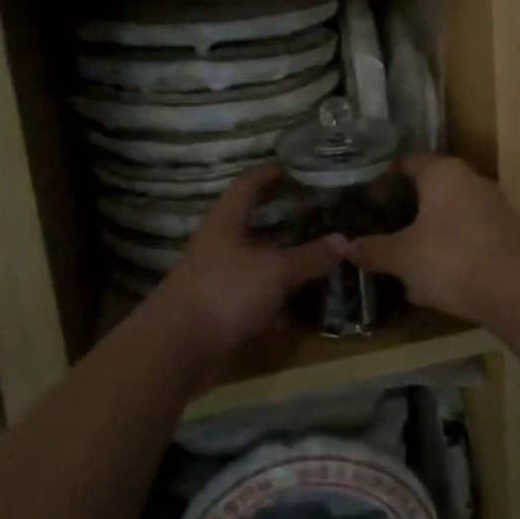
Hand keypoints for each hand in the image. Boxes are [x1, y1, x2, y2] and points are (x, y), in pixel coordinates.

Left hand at [142, 166, 343, 390]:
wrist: (176, 351)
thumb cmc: (224, 292)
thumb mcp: (275, 270)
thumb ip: (310, 256)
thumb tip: (344, 241)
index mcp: (226, 222)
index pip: (248, 184)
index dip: (270, 173)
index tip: (296, 167)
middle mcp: (221, 246)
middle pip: (256, 225)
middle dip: (288, 221)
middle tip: (322, 215)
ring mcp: (220, 280)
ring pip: (260, 264)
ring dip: (288, 264)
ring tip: (325, 259)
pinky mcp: (223, 313)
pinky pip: (259, 299)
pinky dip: (281, 301)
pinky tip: (308, 305)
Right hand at [348, 155, 519, 324]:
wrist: (519, 291)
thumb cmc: (452, 260)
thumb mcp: (402, 257)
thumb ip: (373, 249)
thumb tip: (345, 245)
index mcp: (442, 173)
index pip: (407, 163)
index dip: (384, 180)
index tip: (366, 200)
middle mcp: (470, 180)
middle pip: (430, 191)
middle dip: (407, 214)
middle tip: (382, 233)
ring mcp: (493, 206)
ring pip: (449, 218)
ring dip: (428, 238)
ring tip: (405, 267)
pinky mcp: (508, 234)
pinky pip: (469, 238)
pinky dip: (451, 253)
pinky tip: (436, 284)